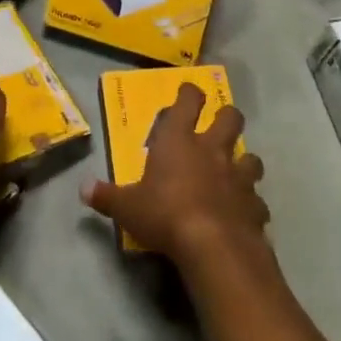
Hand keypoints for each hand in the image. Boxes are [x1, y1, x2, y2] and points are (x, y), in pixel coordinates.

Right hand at [82, 83, 267, 266]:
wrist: (214, 247)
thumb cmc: (165, 214)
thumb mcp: (127, 207)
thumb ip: (107, 196)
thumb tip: (83, 189)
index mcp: (180, 139)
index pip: (189, 100)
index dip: (190, 93)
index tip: (188, 94)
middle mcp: (212, 149)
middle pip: (230, 117)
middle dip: (226, 117)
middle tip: (217, 127)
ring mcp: (238, 177)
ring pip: (251, 157)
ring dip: (244, 162)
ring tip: (235, 173)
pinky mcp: (255, 206)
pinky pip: (257, 201)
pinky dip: (251, 206)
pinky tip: (243, 215)